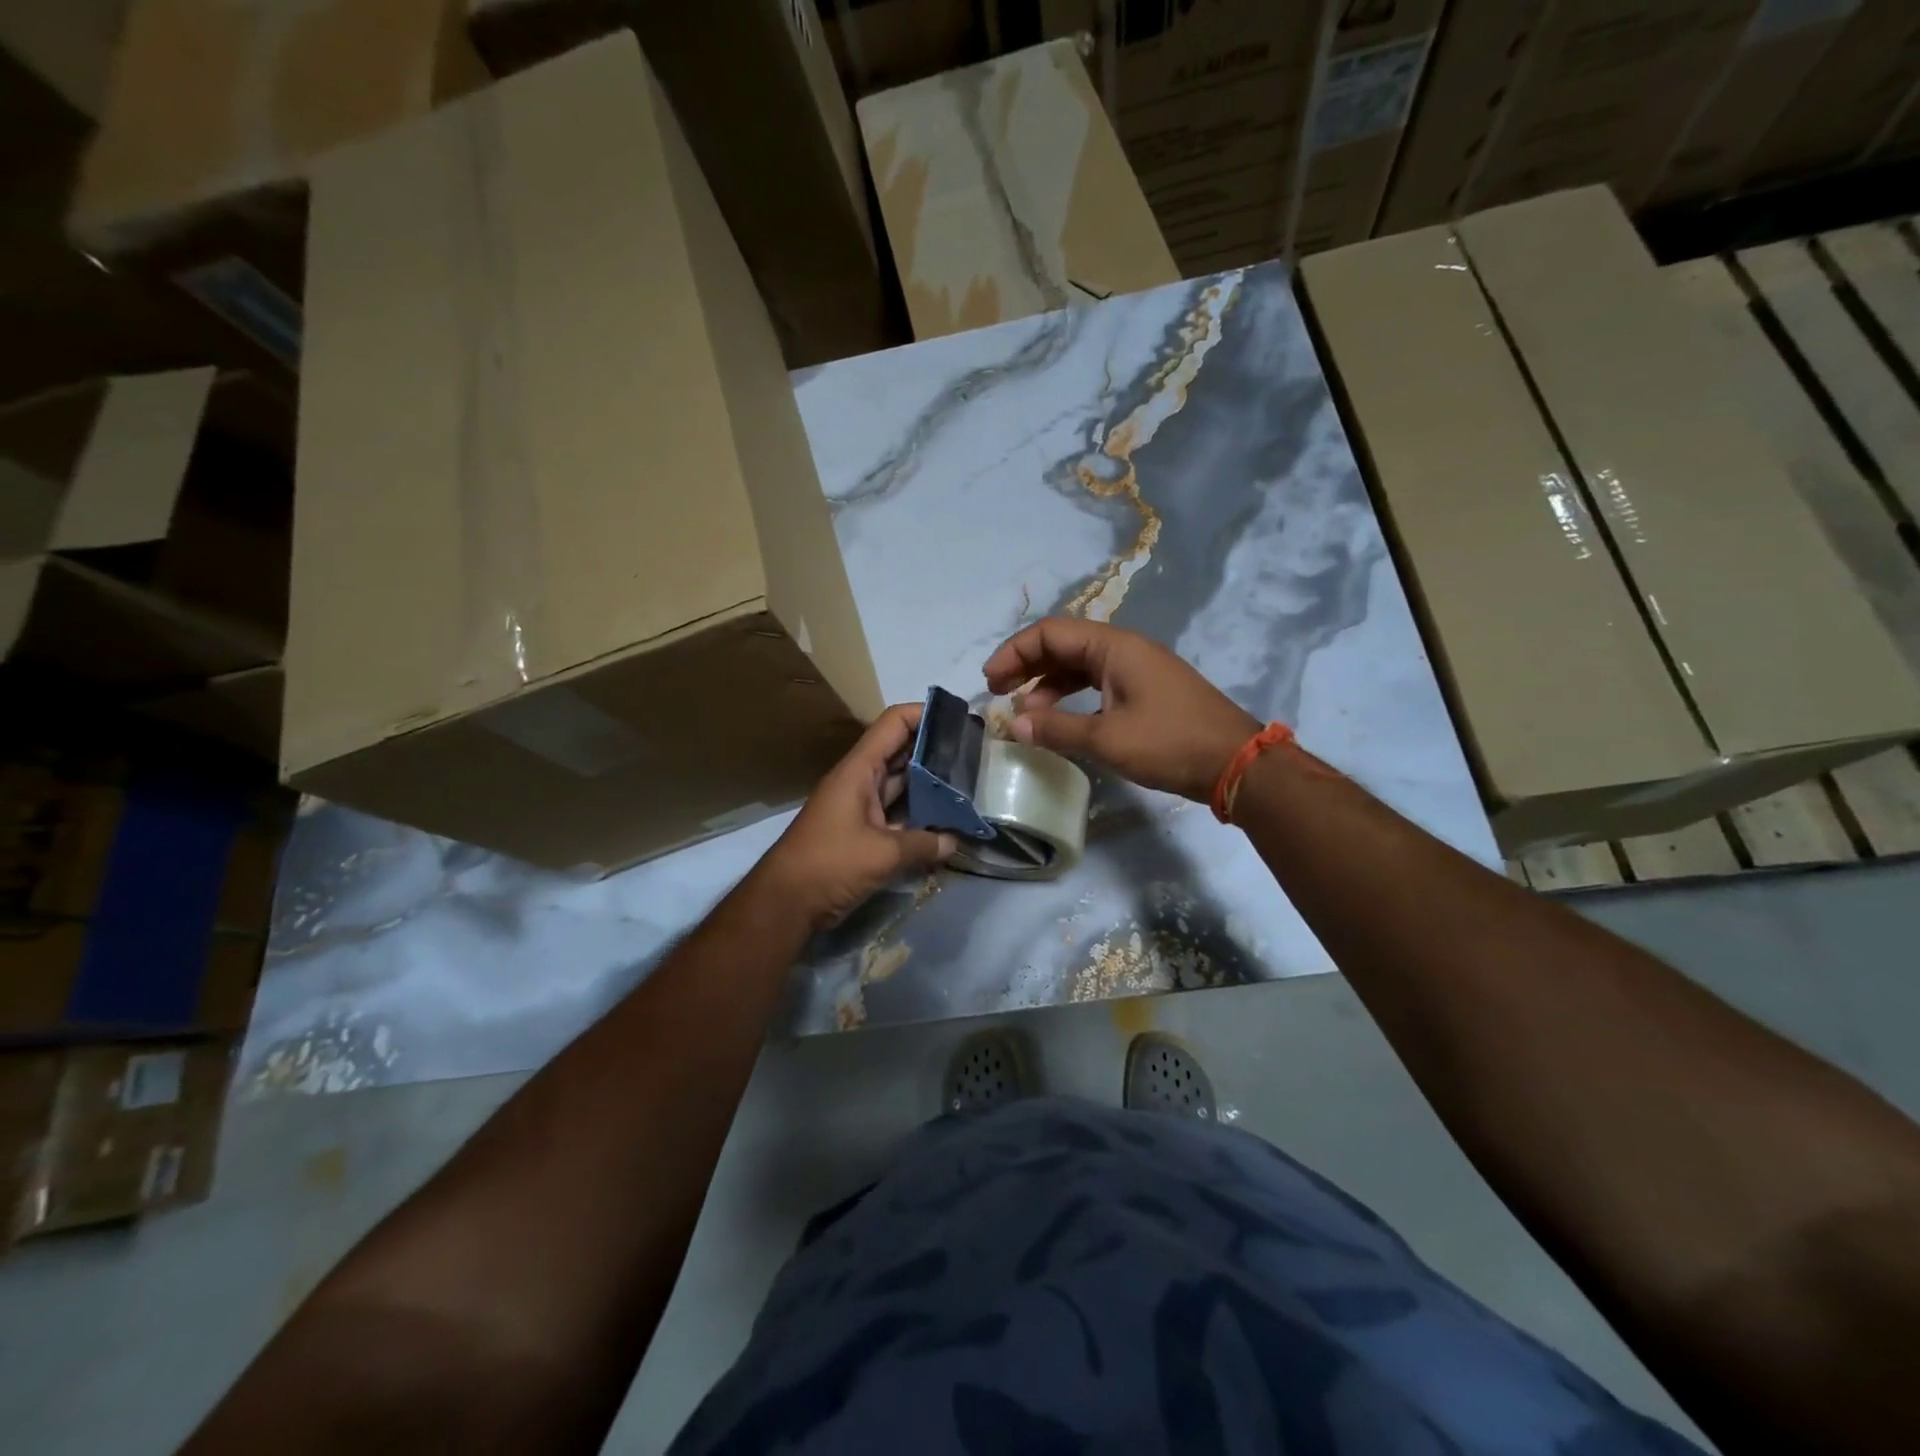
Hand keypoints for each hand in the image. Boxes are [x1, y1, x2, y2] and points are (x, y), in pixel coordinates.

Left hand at [759, 703, 956, 929]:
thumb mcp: (883, 853)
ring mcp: (860, 806)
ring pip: (901, 784)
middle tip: (972, 754)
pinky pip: (896, 813)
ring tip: (967, 784)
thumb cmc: (830, 864)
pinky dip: (918, 815)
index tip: (958, 719)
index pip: (894, 723)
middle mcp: (860, 780)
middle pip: (901, 752)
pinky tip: (946, 822)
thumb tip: (955, 842)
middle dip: (935, 750)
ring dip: (930, 784)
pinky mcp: (862, 832)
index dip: (925, 714)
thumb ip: (924, 844)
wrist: (785, 903)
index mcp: (859, 770)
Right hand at [983, 618, 1259, 802]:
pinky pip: (1097, 683)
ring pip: (1080, 666)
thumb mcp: (1108, 739)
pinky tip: (1060, 721)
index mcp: (1114, 647)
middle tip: (998, 693)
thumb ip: (1057, 729)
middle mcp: (1124, 649)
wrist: (1236, 763)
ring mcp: (1137, 669)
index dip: (1014, 653)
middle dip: (1026, 666)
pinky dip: (1072, 697)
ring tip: (1025, 715)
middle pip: (1063, 645)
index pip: (1050, 633)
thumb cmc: (1170, 743)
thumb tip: (1014, 726)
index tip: (990, 681)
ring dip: (1048, 685)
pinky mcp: (1146, 691)